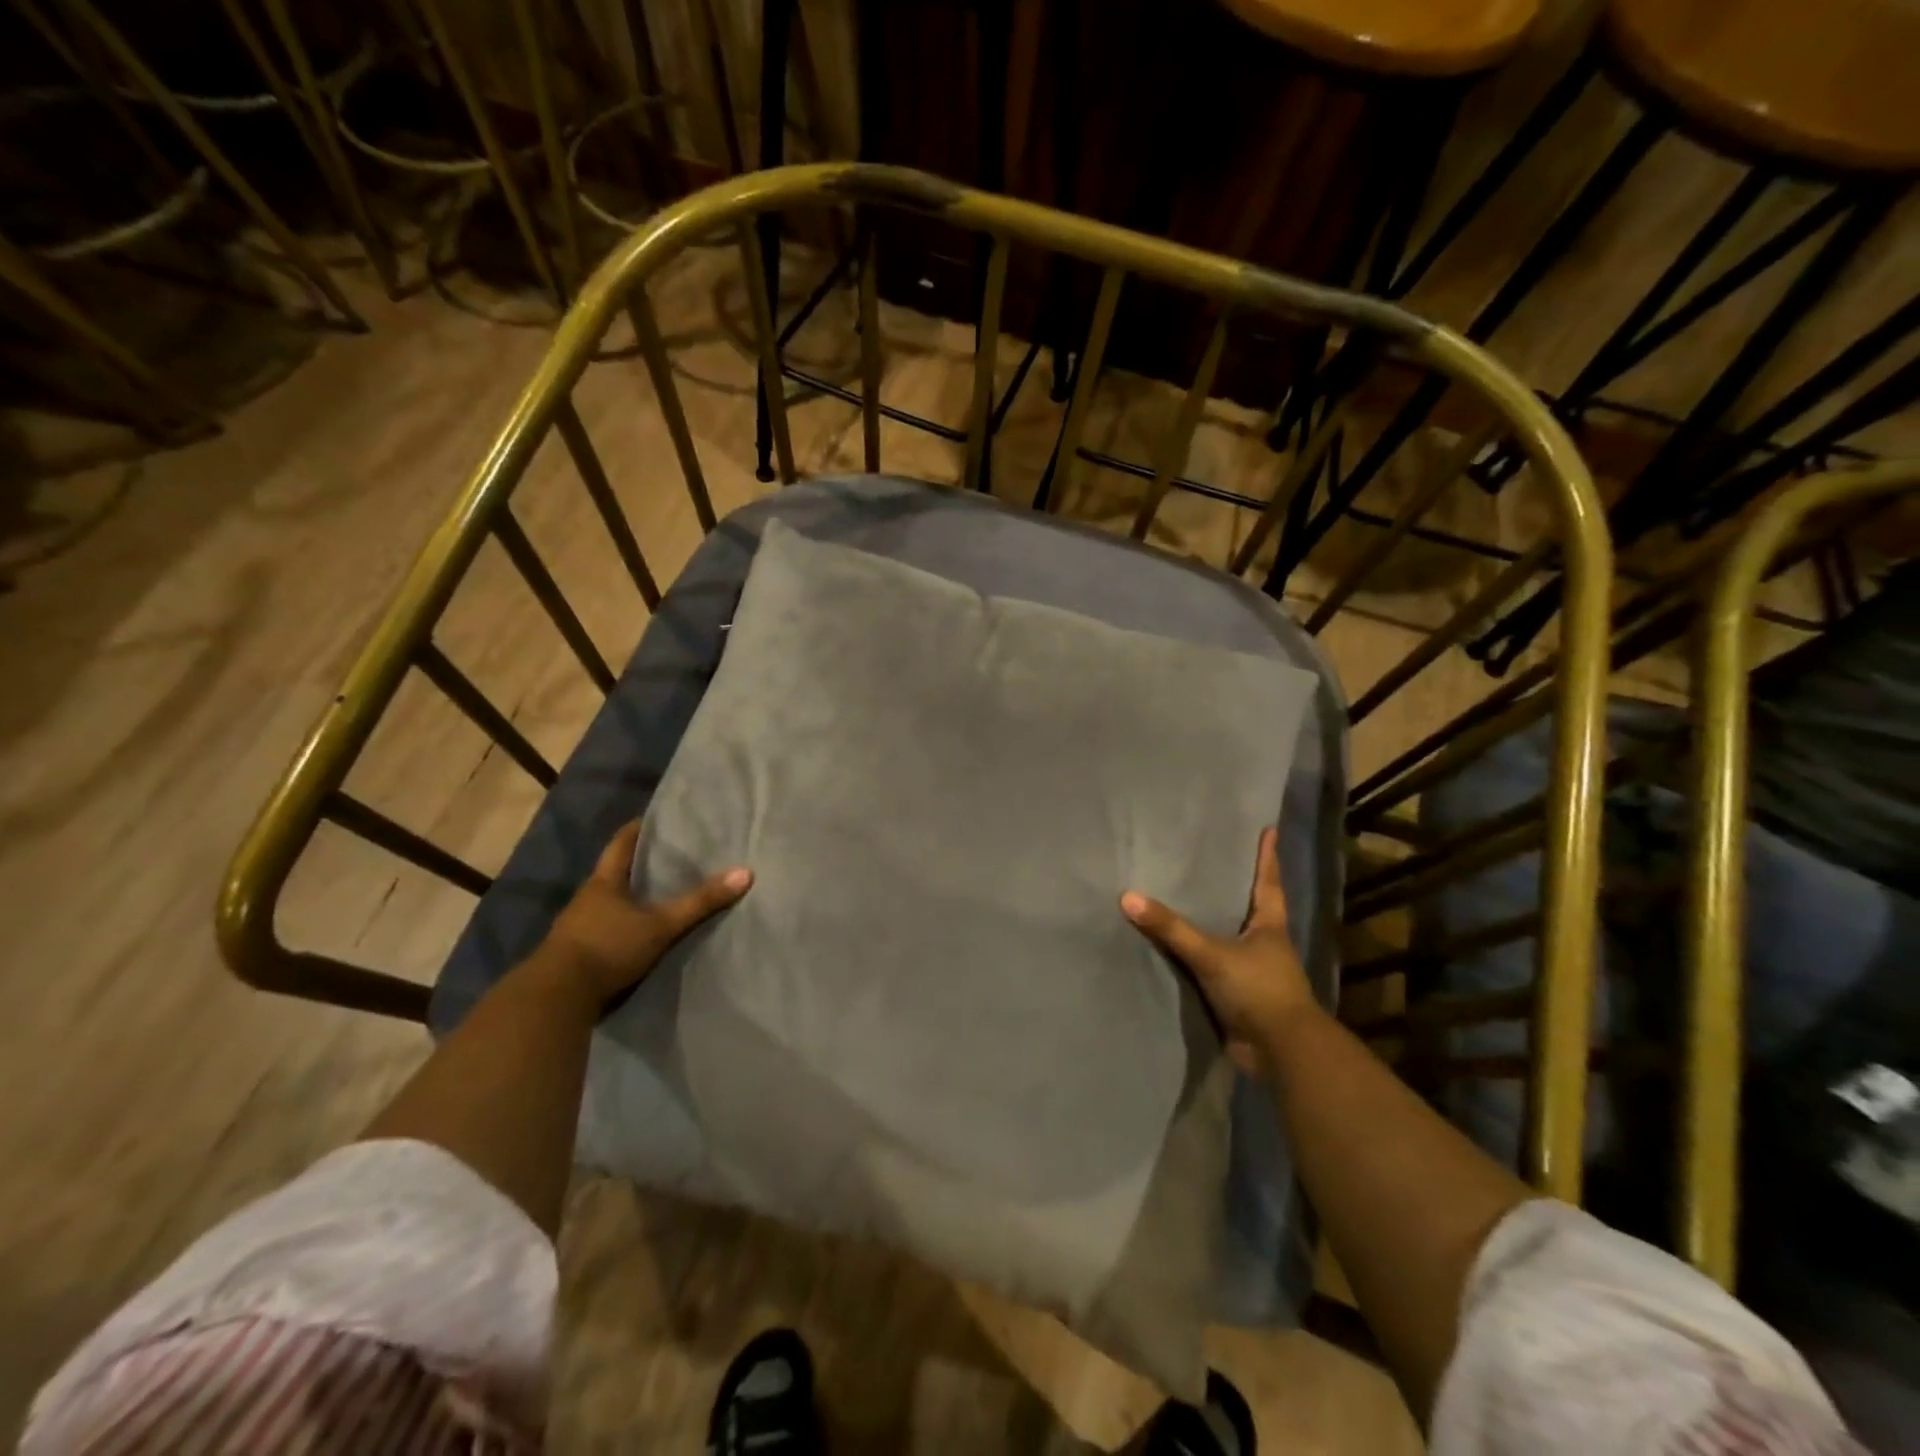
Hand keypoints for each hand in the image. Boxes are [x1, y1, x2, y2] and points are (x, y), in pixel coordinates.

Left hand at [538, 821, 750, 1006]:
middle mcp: (587, 898)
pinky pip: (605, 928)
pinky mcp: (577, 953)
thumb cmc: (608, 947)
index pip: (621, 843)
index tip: (656, 818)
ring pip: (609, 902)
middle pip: (615, 872)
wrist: (557, 998)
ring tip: (659, 894)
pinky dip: (622, 924)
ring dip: (630, 898)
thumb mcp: (661, 925)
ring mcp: (577, 926)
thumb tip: (746, 873)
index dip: (638, 828)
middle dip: (639, 864)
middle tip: (669, 855)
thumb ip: (700, 902)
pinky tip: (639, 930)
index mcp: (604, 882)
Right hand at [1120, 826, 1315, 1076]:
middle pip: (1250, 907)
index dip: (1267, 856)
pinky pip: (1213, 967)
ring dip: (1215, 922)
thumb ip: (1171, 928)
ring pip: (1230, 938)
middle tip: (1217, 858)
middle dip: (1238, 886)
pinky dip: (1199, 957)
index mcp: (1269, 926)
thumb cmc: (1258, 990)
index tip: (1268, 829)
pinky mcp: (1238, 996)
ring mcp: (1252, 972)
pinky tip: (1177, 949)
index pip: (1268, 882)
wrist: (1281, 1052)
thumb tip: (1128, 897)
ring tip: (1189, 898)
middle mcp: (1264, 944)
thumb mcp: (1212, 954)